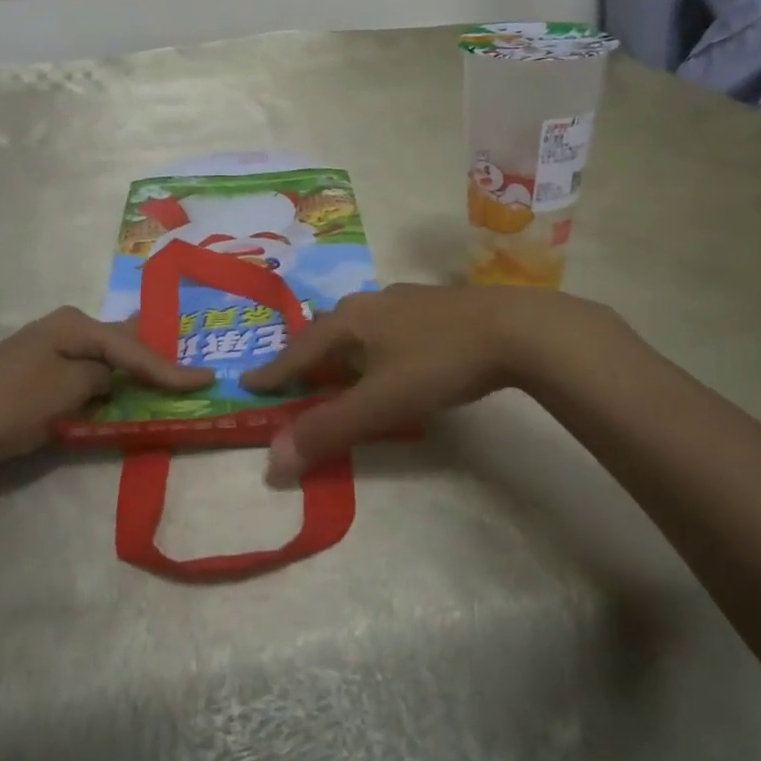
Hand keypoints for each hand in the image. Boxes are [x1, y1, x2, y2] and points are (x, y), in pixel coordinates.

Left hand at [0, 308, 213, 475]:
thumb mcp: (67, 390)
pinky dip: (108, 385)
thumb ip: (102, 379)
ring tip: (168, 374)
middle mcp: (63, 330)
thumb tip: (110, 379)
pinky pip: (86, 375)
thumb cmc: (9, 404)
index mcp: (74, 324)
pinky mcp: (36, 378)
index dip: (171, 366)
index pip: (133, 347)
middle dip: (155, 356)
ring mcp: (47, 352)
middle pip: (121, 342)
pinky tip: (121, 390)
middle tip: (192, 364)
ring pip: (104, 359)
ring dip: (132, 371)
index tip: (207, 379)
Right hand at [240, 285, 617, 484]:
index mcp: (349, 321)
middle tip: (295, 377)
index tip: (247, 382)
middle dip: (307, 354)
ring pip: (359, 323)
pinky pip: (387, 323)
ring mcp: (404, 299)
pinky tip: (392, 352)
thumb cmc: (437, 363)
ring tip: (340, 366)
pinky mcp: (434, 304)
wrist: (513, 327)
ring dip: (342, 346)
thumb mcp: (379, 403)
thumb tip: (272, 461)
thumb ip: (327, 430)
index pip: (299, 349)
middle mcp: (370, 302)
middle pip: (326, 329)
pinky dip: (374, 342)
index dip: (273, 371)